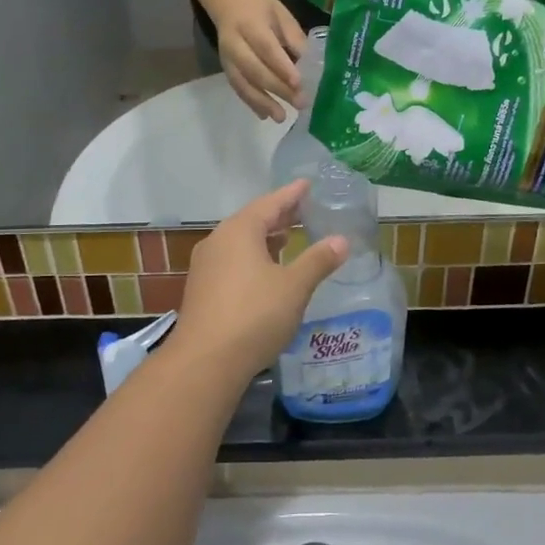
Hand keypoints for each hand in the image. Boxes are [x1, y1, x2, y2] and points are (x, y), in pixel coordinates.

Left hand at [172, 182, 347, 380]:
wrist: (205, 361)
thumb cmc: (254, 315)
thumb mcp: (294, 287)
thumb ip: (317, 261)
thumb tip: (341, 240)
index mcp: (239, 231)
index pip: (270, 203)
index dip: (291, 194)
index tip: (307, 184)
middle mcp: (218, 241)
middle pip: (252, 220)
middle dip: (278, 216)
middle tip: (303, 209)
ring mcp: (206, 266)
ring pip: (240, 242)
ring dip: (264, 238)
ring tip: (287, 238)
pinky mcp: (202, 289)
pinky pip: (232, 261)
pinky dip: (252, 257)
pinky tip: (265, 271)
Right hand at [214, 0, 306, 120]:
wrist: (227, 3)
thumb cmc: (260, 8)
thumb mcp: (280, 14)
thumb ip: (294, 37)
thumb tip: (311, 64)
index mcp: (250, 24)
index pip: (266, 48)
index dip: (282, 67)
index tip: (299, 83)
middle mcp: (235, 43)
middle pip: (255, 69)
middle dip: (277, 88)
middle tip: (300, 102)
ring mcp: (227, 59)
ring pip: (243, 83)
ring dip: (262, 102)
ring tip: (281, 117)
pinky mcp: (226, 70)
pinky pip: (238, 89)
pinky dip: (251, 103)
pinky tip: (265, 115)